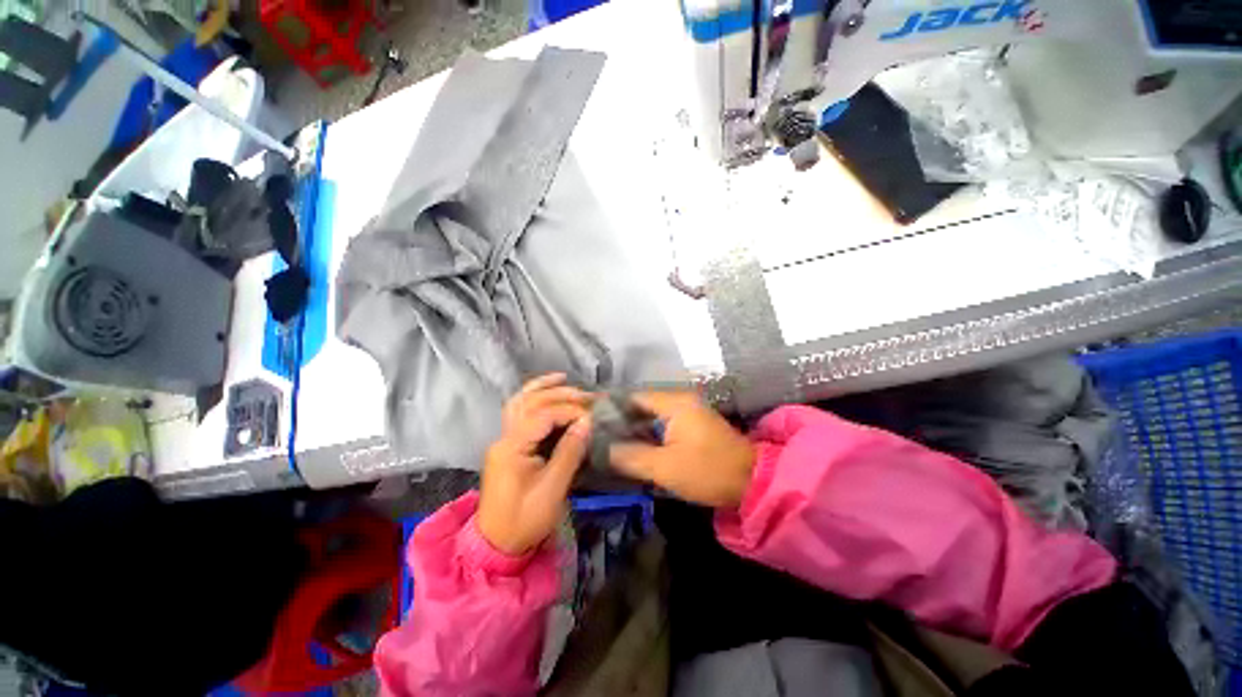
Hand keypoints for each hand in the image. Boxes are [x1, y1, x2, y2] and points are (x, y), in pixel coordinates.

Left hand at [478, 374, 592, 554]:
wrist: (497, 544)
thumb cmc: (525, 520)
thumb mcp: (552, 489)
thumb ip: (569, 452)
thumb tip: (587, 422)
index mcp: (512, 448)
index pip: (543, 415)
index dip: (570, 411)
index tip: (593, 415)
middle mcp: (504, 437)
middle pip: (530, 403)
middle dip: (560, 395)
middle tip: (588, 395)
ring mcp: (503, 440)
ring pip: (520, 402)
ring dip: (542, 388)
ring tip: (564, 379)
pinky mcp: (508, 446)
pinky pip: (520, 413)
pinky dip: (534, 398)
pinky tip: (547, 393)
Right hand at [609, 392, 754, 507]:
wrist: (752, 482)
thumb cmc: (708, 471)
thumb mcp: (665, 467)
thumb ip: (630, 456)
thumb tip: (601, 449)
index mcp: (674, 403)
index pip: (633, 397)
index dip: (610, 407)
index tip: (590, 420)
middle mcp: (680, 400)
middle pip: (641, 405)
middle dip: (620, 419)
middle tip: (596, 434)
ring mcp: (688, 412)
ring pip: (651, 416)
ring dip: (634, 428)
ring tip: (608, 441)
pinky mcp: (692, 425)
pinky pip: (663, 424)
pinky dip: (648, 433)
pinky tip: (633, 446)